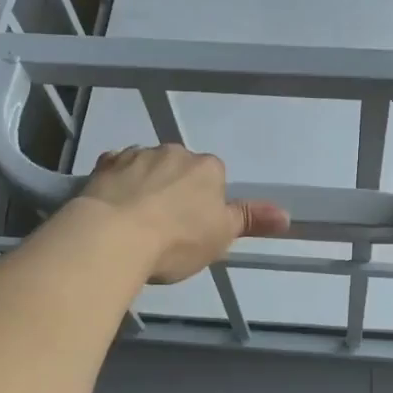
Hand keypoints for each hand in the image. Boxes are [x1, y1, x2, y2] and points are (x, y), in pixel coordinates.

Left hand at [76, 144, 290, 283]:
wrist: (113, 237)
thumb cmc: (177, 240)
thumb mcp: (221, 236)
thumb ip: (251, 221)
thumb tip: (287, 215)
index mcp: (207, 168)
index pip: (214, 178)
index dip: (206, 203)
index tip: (194, 228)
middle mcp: (174, 152)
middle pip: (180, 168)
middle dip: (174, 189)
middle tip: (166, 227)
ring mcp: (137, 155)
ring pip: (147, 167)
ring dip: (145, 185)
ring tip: (135, 222)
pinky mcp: (104, 165)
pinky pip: (115, 169)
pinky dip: (116, 183)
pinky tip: (112, 207)